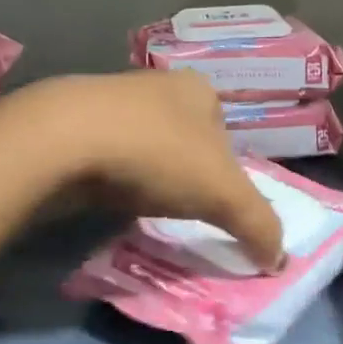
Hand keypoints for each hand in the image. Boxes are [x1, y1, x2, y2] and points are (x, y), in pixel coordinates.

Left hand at [23, 72, 284, 270]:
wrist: (63, 140)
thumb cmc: (157, 153)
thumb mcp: (223, 193)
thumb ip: (258, 224)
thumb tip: (279, 258)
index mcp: (198, 89)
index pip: (225, 132)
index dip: (227, 171)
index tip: (215, 203)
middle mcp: (157, 84)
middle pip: (184, 138)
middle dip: (184, 173)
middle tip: (181, 209)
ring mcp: (111, 100)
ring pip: (143, 145)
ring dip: (146, 174)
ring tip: (142, 204)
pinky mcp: (73, 122)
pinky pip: (106, 155)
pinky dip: (112, 176)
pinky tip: (107, 196)